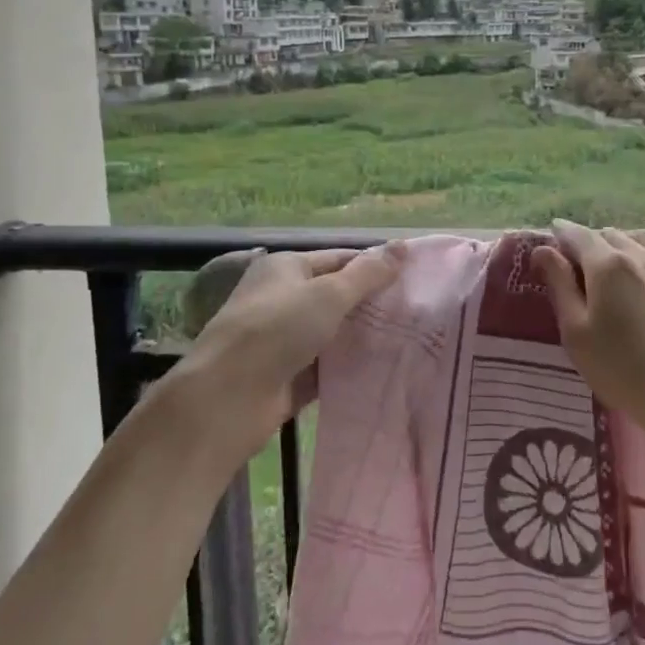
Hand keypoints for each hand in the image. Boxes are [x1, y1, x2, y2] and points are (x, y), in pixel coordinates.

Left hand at [173, 243, 406, 463]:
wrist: (227, 398)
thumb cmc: (276, 330)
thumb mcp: (328, 294)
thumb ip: (367, 274)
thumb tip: (403, 246)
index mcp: (286, 268)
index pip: (339, 260)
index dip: (373, 267)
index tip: (412, 279)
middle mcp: (283, 299)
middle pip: (336, 297)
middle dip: (372, 305)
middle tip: (417, 313)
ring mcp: (283, 340)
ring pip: (332, 334)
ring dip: (362, 338)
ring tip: (409, 340)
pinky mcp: (287, 376)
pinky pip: (326, 367)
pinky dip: (349, 368)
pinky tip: (384, 370)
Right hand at [531, 221, 644, 449]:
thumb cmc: (623, 371)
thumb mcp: (577, 334)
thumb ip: (559, 286)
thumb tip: (543, 249)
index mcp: (607, 265)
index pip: (578, 235)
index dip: (562, 233)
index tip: (553, 237)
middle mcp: (642, 254)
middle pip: (611, 235)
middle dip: (592, 244)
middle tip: (583, 268)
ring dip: (626, 245)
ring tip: (620, 265)